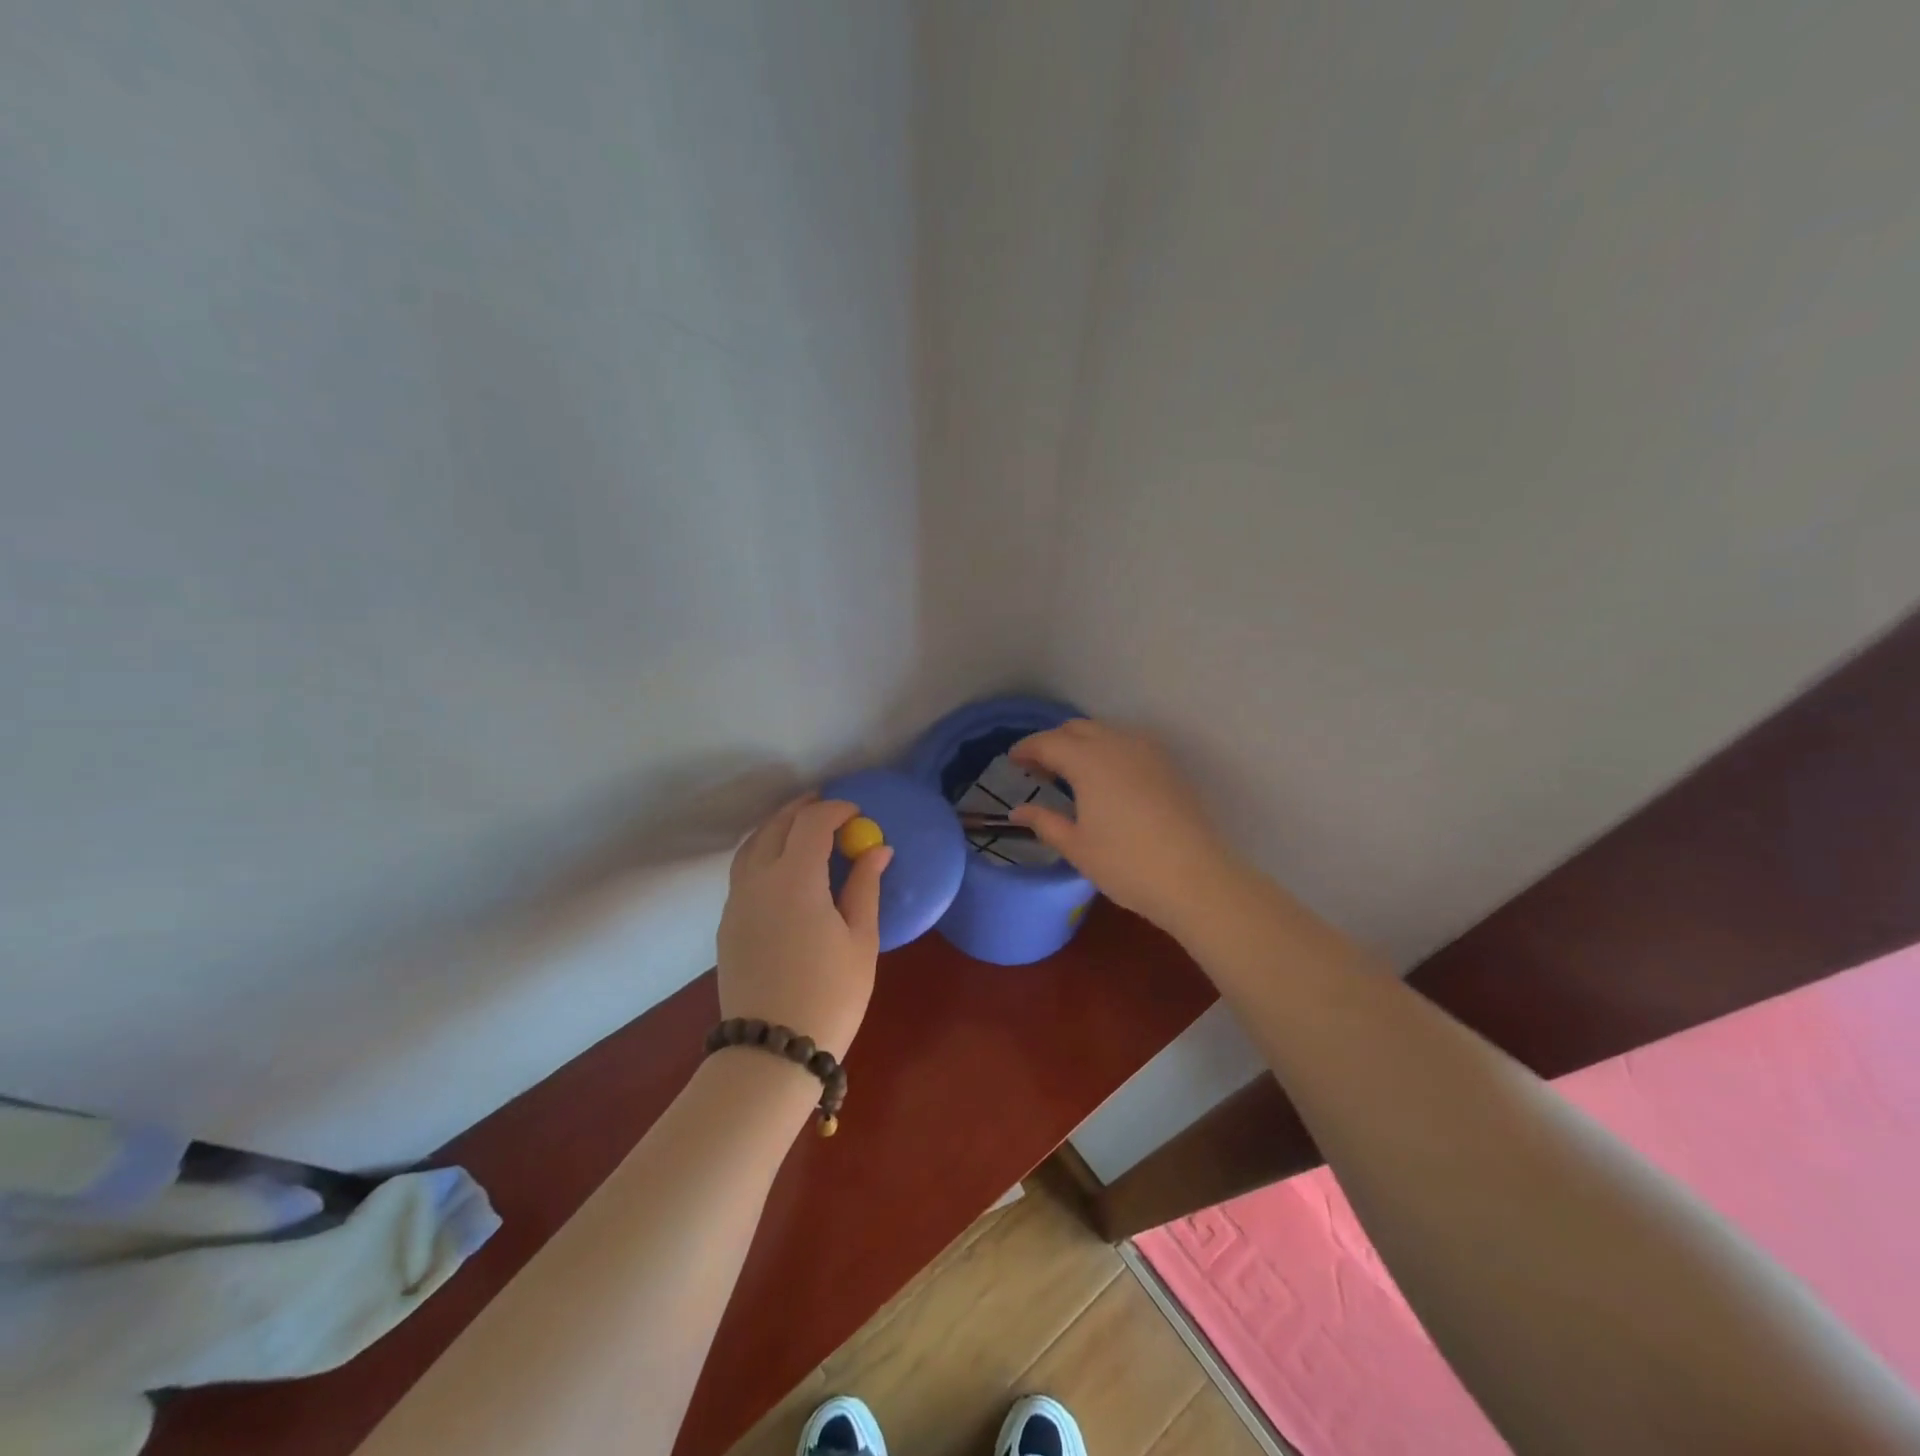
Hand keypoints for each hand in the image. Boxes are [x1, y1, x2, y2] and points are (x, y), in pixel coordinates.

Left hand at [717, 794, 892, 1058]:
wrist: (772, 1049)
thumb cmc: (830, 994)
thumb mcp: (860, 939)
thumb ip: (865, 886)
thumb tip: (878, 849)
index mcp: (795, 879)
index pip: (811, 824)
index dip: (835, 810)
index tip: (856, 812)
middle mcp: (758, 881)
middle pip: (775, 827)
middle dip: (802, 810)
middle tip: (827, 806)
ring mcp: (737, 902)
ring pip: (751, 846)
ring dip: (776, 828)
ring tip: (800, 827)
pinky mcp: (728, 924)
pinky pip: (742, 872)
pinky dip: (761, 853)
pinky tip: (780, 867)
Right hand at [1009, 719, 1239, 934]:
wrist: (1195, 878)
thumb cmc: (1126, 864)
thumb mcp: (1076, 846)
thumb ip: (1044, 821)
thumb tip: (1019, 810)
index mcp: (1088, 760)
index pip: (1048, 742)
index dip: (1026, 749)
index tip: (1012, 761)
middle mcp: (1117, 744)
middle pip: (1076, 729)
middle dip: (1053, 742)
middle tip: (1038, 769)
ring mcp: (1147, 752)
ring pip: (1105, 732)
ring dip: (1082, 744)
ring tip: (1070, 774)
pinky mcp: (1167, 765)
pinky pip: (1128, 744)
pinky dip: (1107, 751)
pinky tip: (1105, 780)